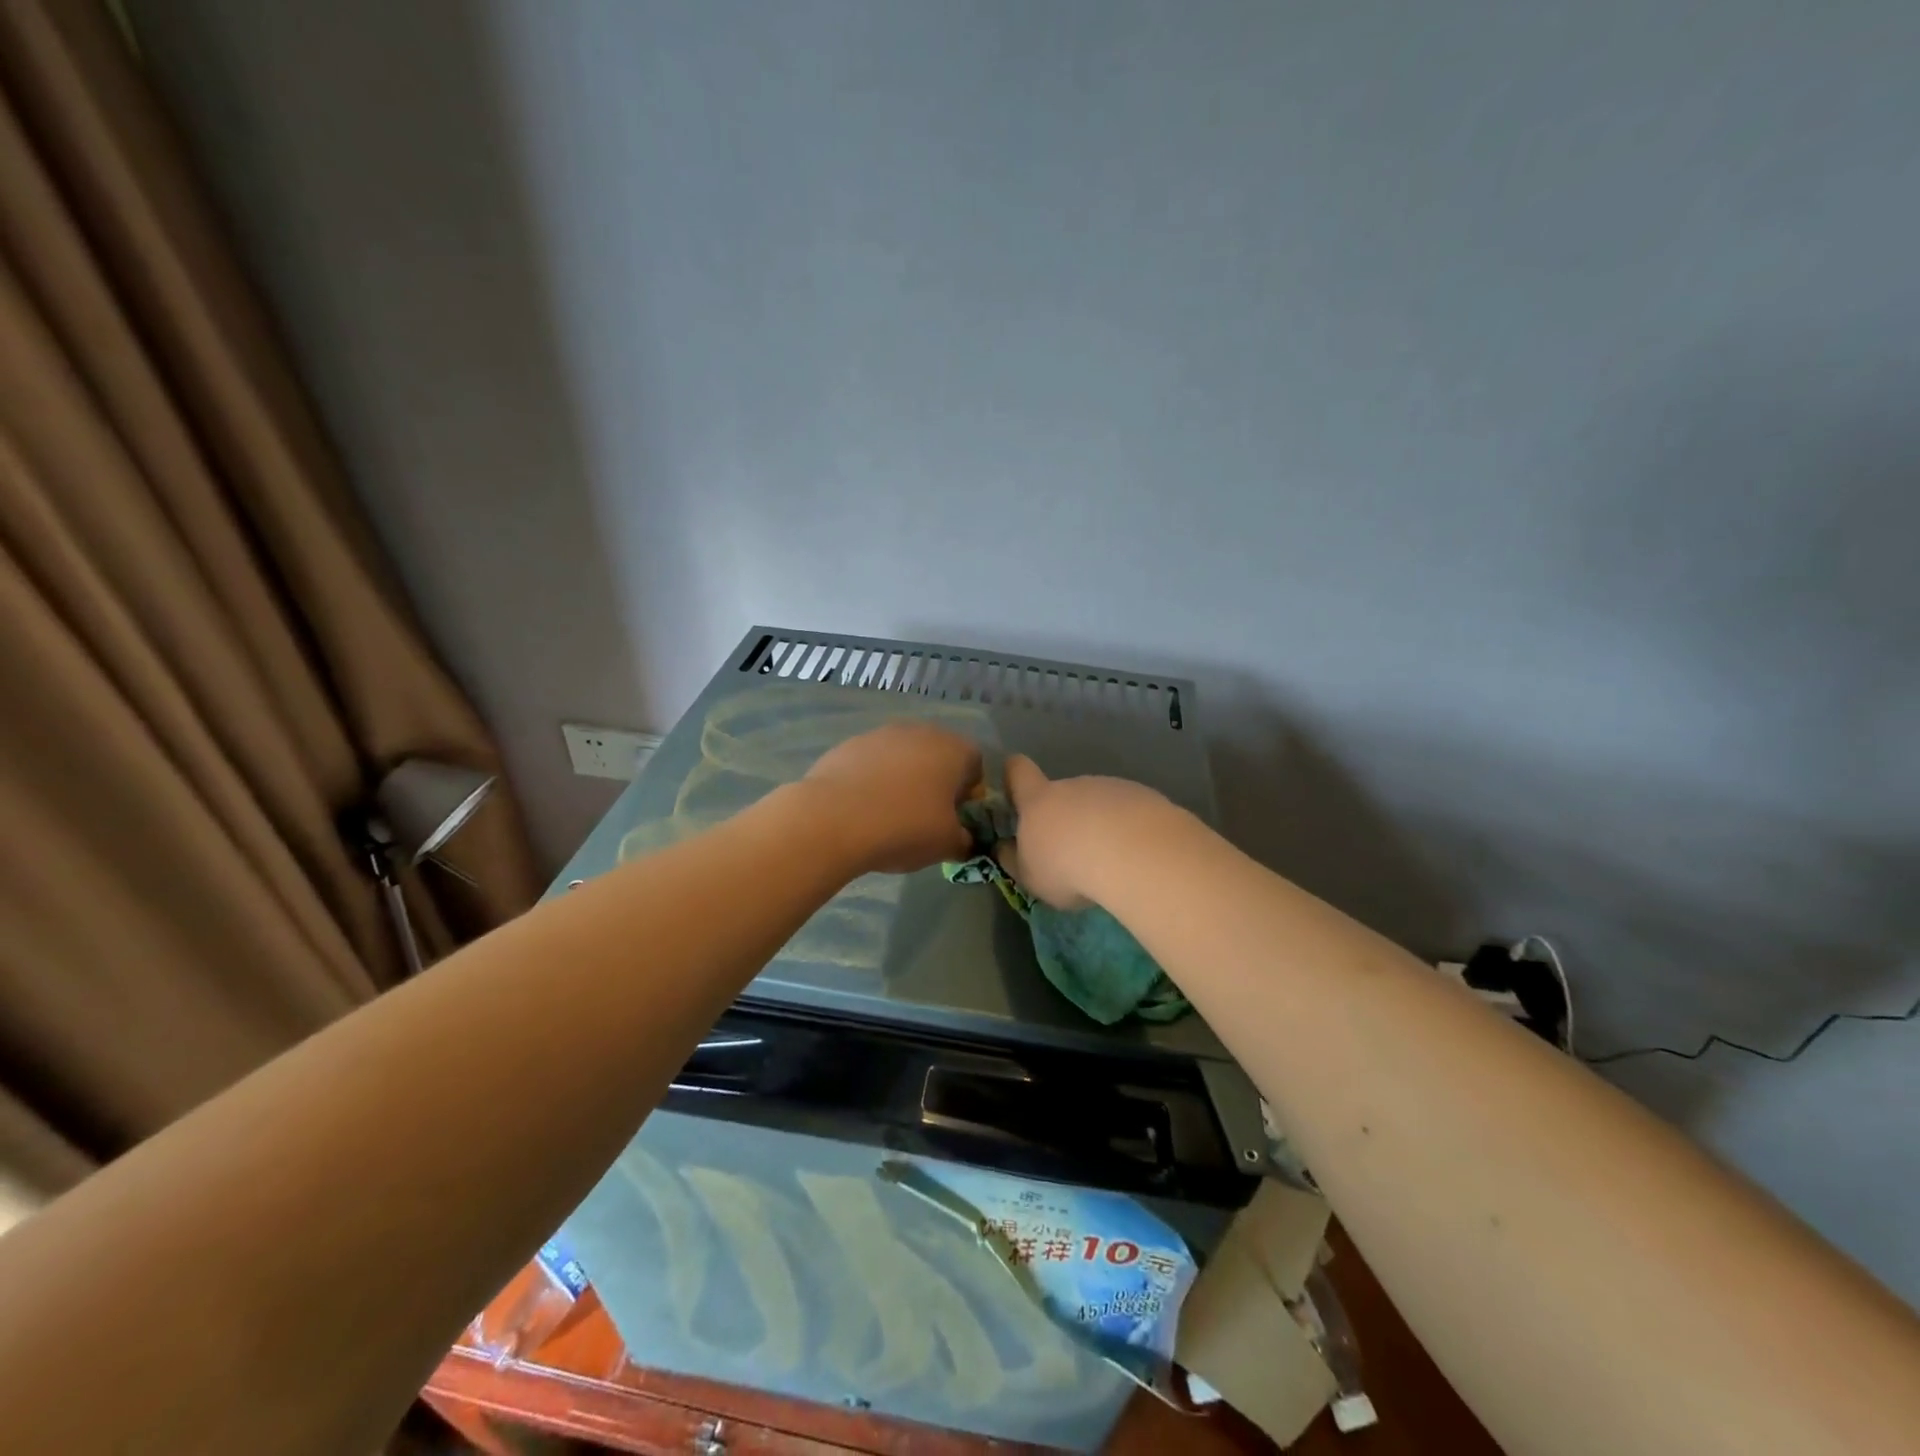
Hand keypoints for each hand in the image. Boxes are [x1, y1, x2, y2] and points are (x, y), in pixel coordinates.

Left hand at [803, 722, 983, 873]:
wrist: (833, 819)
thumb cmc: (905, 827)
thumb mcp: (947, 844)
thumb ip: (964, 840)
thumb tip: (963, 839)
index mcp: (953, 749)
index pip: (975, 764)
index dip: (970, 792)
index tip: (956, 818)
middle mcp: (920, 732)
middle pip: (938, 755)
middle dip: (936, 782)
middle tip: (925, 817)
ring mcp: (880, 734)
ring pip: (903, 756)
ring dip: (903, 779)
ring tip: (890, 814)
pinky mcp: (848, 745)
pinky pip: (872, 763)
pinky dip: (873, 780)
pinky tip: (862, 808)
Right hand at [995, 755, 1172, 909]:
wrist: (1133, 854)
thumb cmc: (1067, 867)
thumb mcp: (1030, 876)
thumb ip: (1016, 860)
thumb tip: (1005, 848)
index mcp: (1038, 800)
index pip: (1018, 770)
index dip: (1013, 774)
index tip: (1015, 789)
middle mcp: (1073, 786)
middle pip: (1063, 792)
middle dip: (1065, 817)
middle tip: (1073, 853)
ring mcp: (1110, 787)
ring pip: (1098, 803)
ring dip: (1099, 823)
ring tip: (1110, 859)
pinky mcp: (1144, 796)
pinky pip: (1129, 811)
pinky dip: (1128, 828)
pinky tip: (1136, 854)